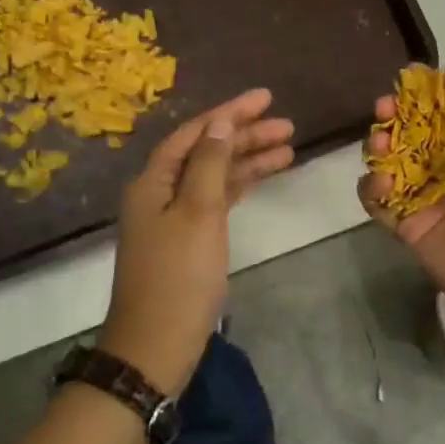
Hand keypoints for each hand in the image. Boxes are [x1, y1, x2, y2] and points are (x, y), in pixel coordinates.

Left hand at [100, 88, 294, 394]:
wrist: (157, 346)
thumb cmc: (178, 277)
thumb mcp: (197, 214)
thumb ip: (209, 165)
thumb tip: (219, 124)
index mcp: (154, 181)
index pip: (195, 133)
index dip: (230, 112)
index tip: (266, 98)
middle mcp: (161, 192)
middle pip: (207, 151)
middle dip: (246, 135)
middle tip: (287, 125)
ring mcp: (175, 217)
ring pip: (216, 175)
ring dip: (249, 160)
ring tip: (289, 148)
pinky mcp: (190, 239)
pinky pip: (218, 199)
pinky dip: (241, 186)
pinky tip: (265, 177)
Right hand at [358, 61, 444, 335]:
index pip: (441, 116)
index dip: (422, 98)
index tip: (405, 78)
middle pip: (411, 137)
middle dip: (394, 119)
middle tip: (382, 108)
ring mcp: (426, 200)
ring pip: (391, 166)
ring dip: (380, 149)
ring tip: (379, 145)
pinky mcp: (408, 228)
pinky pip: (381, 203)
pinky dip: (373, 189)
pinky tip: (380, 183)